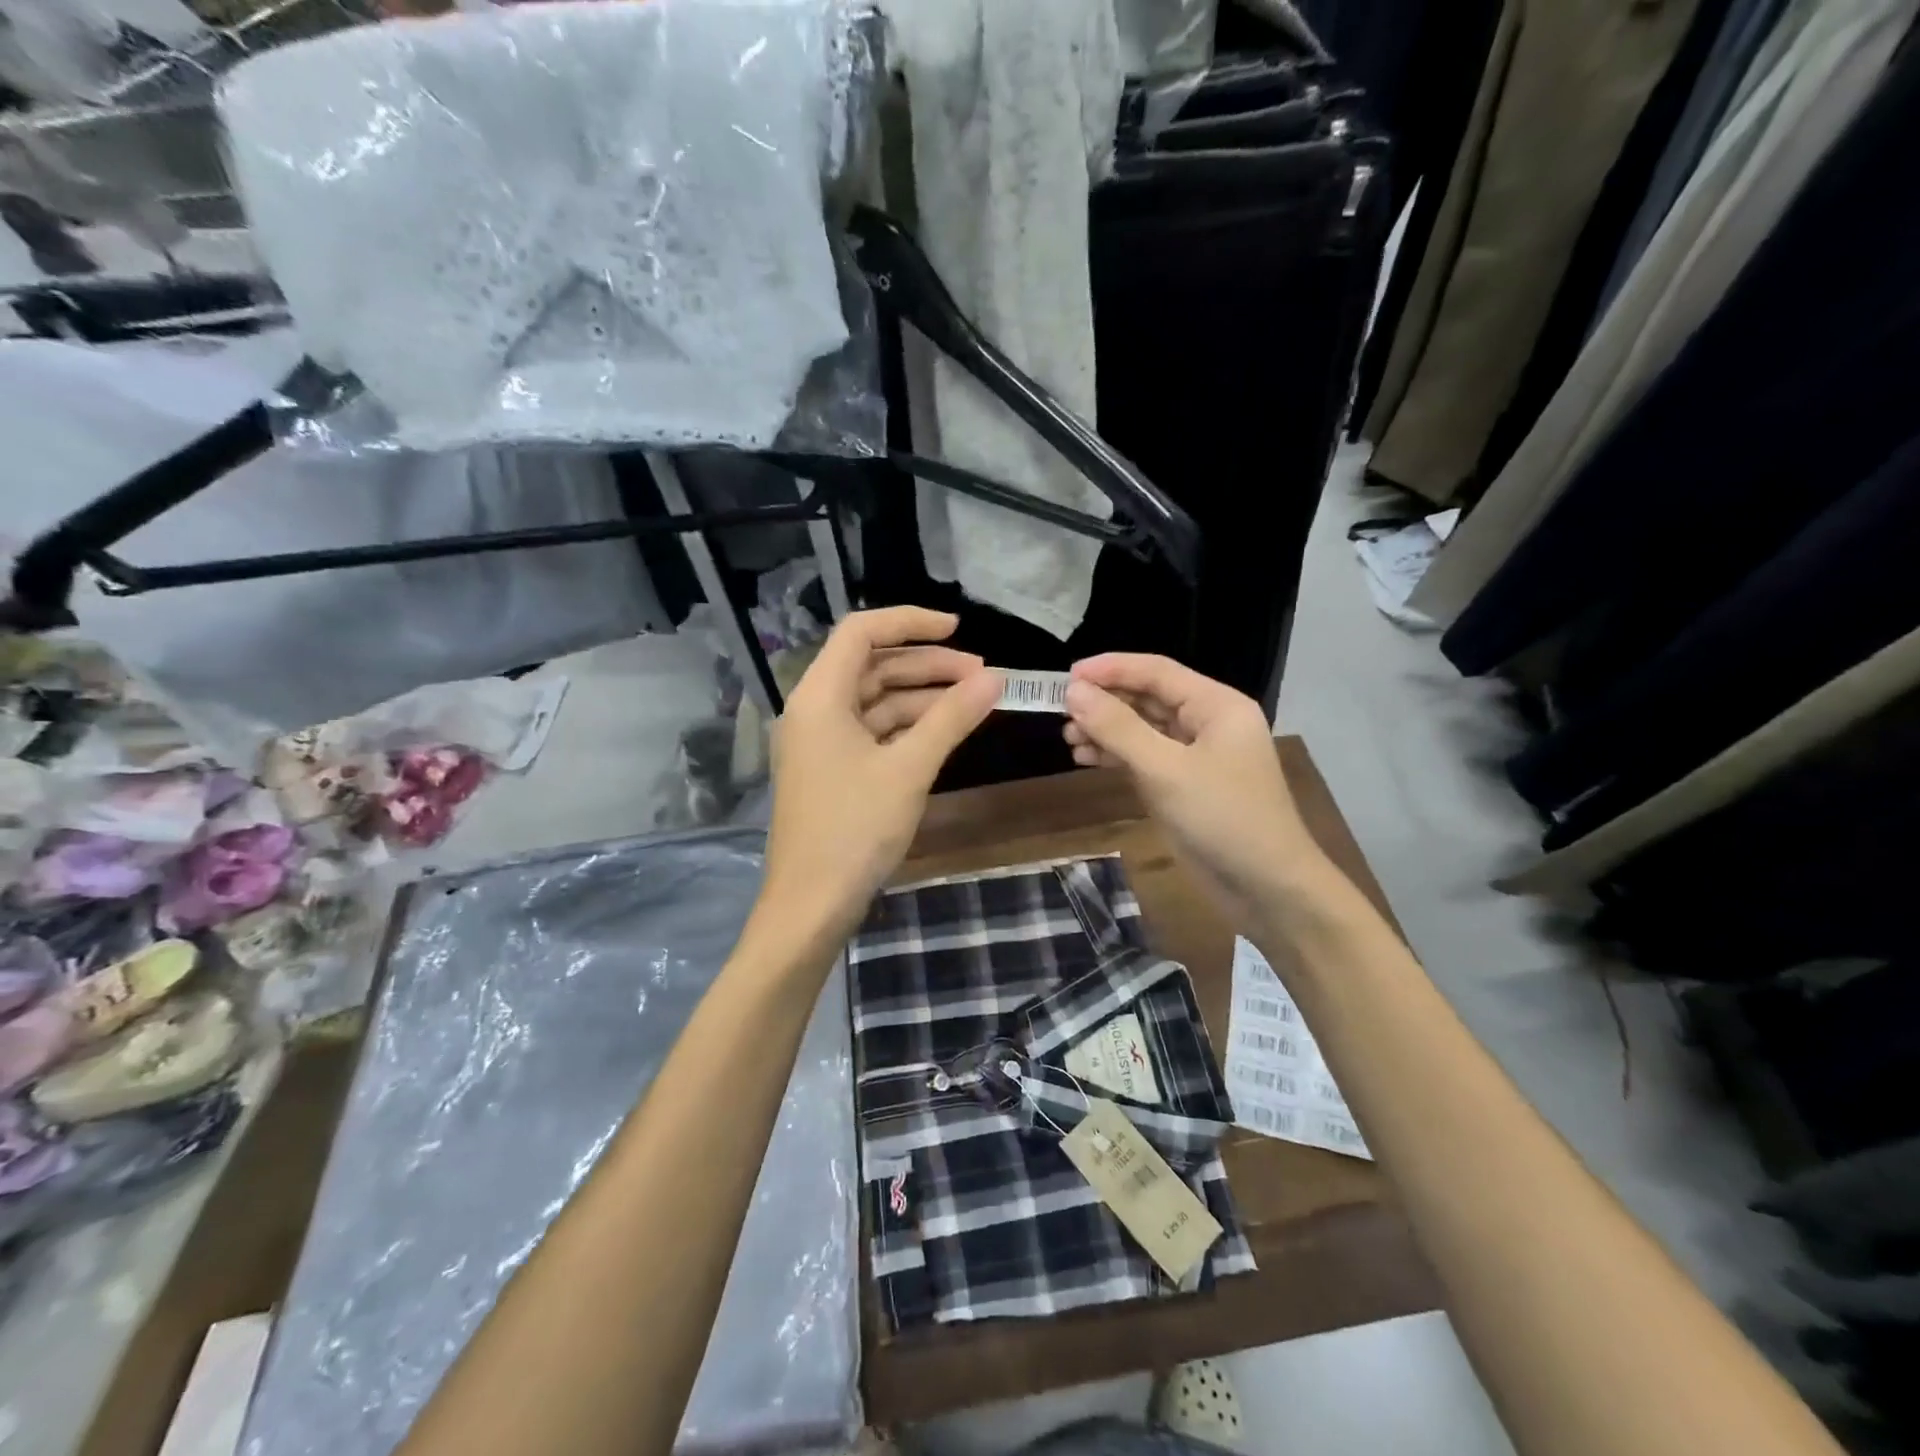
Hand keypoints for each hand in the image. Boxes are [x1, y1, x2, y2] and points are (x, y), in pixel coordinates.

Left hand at [759, 607, 999, 941]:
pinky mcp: (833, 770)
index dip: (910, 621)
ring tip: (974, 701)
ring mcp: (822, 742)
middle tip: (981, 675)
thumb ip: (951, 718)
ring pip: (877, 701)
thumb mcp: (909, 769)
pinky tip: (945, 732)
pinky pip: (873, 732)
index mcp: (820, 696)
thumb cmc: (854, 828)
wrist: (812, 904)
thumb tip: (995, 678)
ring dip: (923, 697)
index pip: (861, 632)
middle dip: (927, 665)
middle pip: (873, 666)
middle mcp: (815, 710)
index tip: (959, 629)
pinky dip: (909, 727)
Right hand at [1062, 654, 1325, 920]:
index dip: (1110, 669)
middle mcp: (1208, 722)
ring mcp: (1196, 756)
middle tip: (1061, 712)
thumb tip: (1074, 691)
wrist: (1267, 889)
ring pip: (1142, 729)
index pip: (1156, 671)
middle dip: (1105, 702)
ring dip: (1106, 730)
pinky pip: (1144, 758)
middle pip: (1148, 697)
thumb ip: (1118, 728)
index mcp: (1217, 705)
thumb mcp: (1165, 770)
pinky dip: (1116, 756)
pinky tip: (1086, 759)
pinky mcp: (1184, 785)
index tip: (1066, 676)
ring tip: (1069, 738)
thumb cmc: (1223, 818)